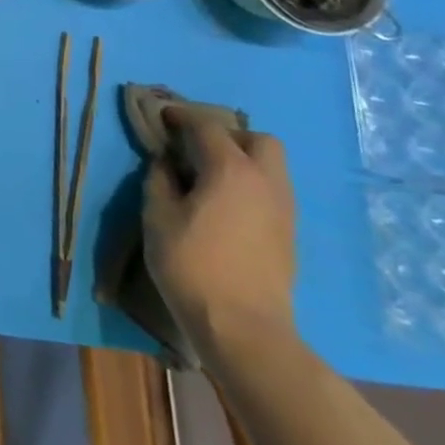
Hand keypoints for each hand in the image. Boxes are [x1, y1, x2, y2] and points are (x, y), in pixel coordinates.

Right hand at [142, 104, 297, 368]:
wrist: (243, 328)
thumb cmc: (191, 264)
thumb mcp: (157, 216)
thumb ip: (160, 179)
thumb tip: (166, 163)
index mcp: (230, 169)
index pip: (206, 126)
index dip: (181, 117)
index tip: (161, 117)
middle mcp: (265, 181)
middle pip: (257, 140)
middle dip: (227, 136)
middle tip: (196, 148)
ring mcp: (283, 209)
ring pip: (270, 166)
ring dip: (241, 161)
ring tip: (207, 177)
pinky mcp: (288, 234)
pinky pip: (271, 191)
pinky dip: (249, 185)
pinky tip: (224, 205)